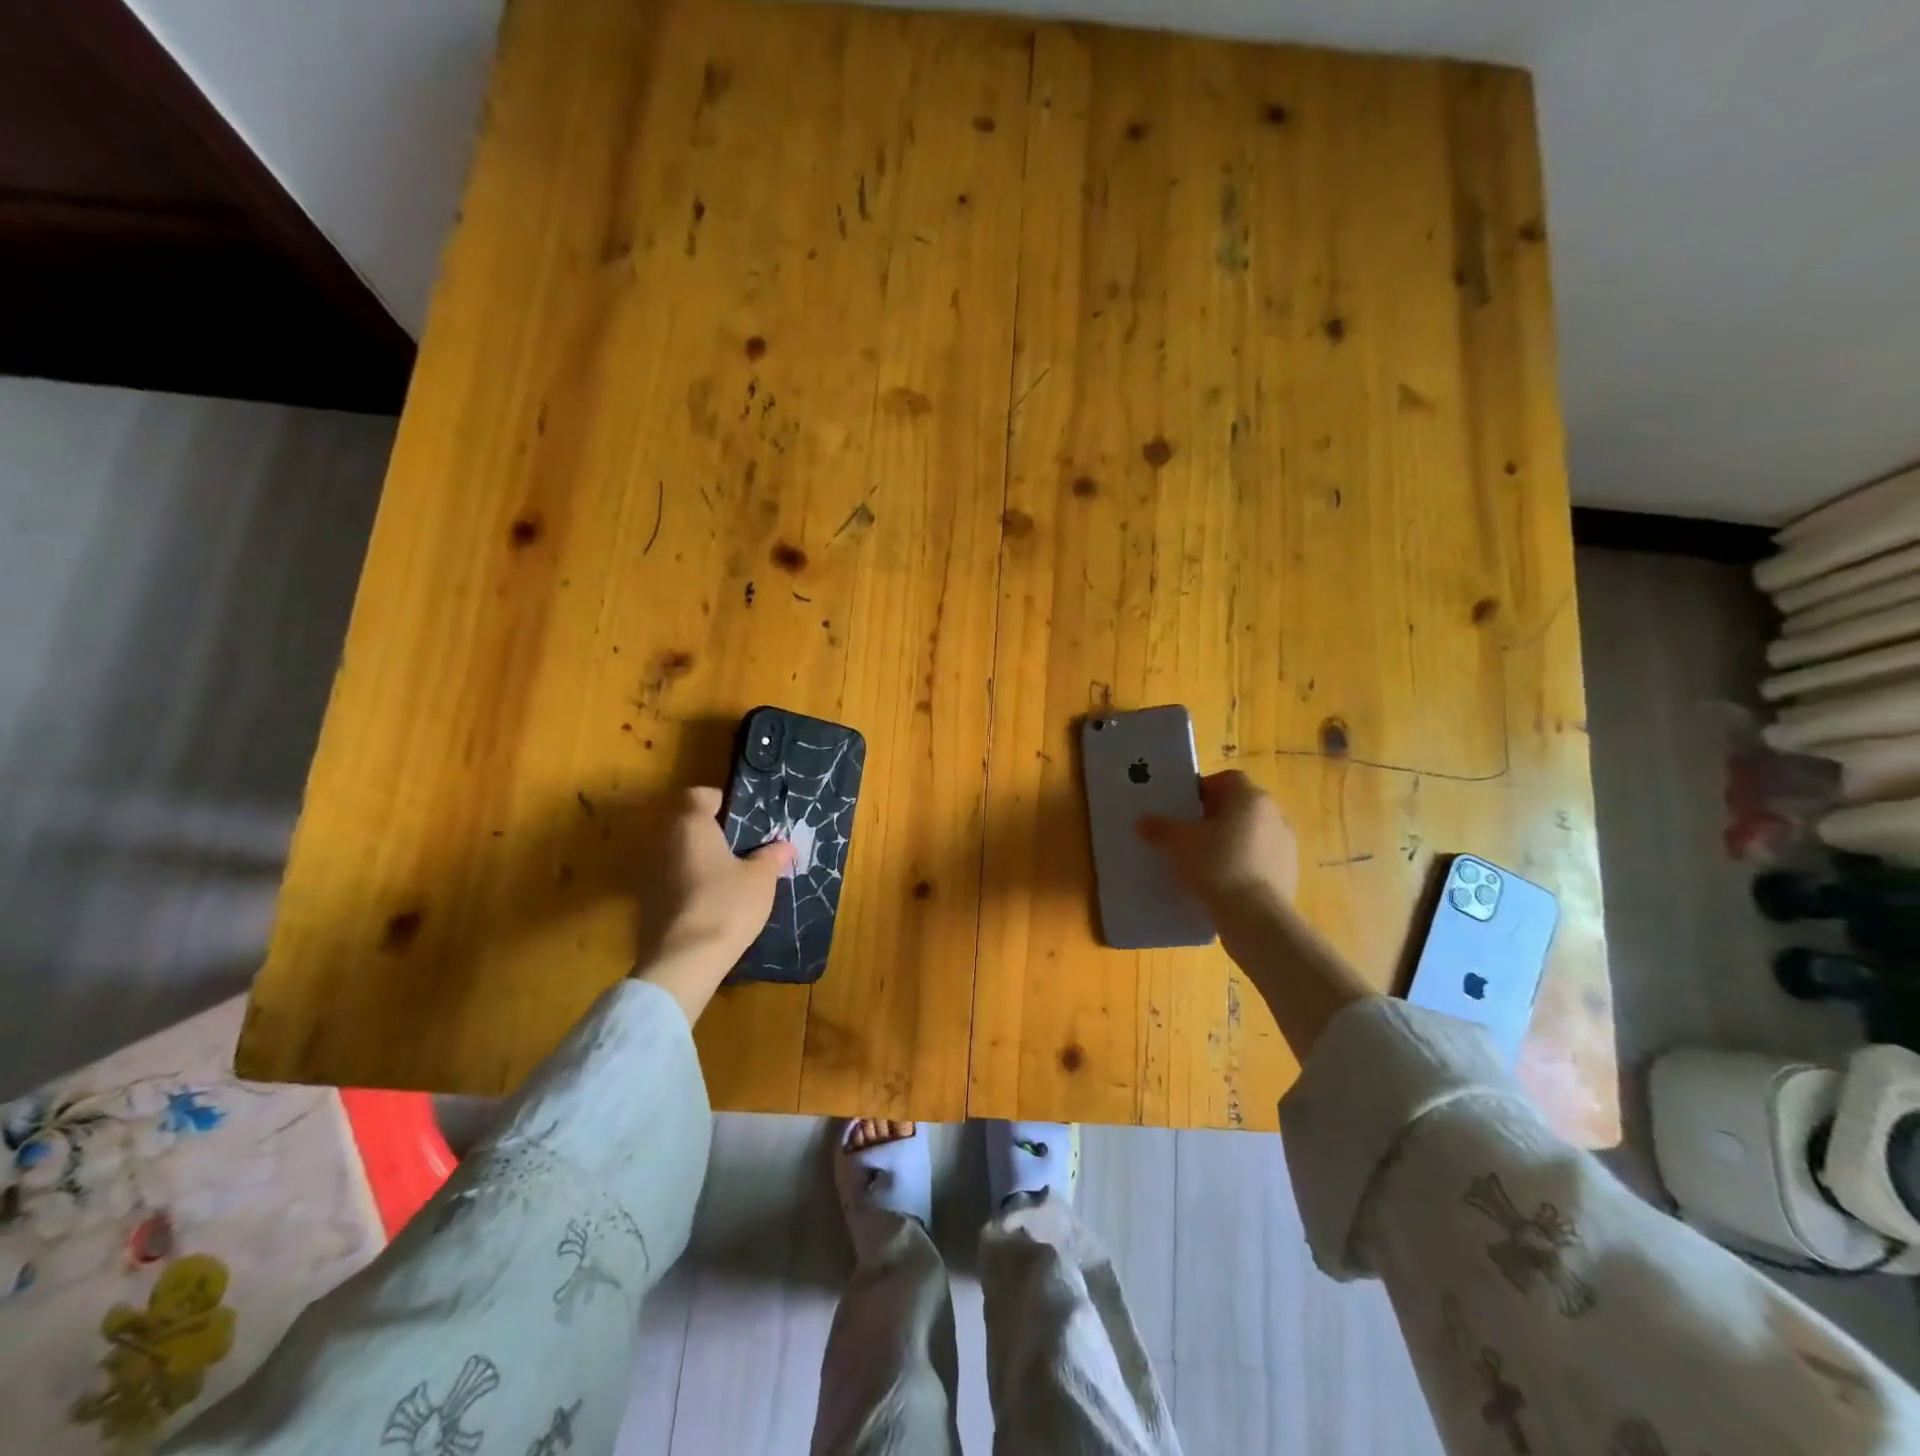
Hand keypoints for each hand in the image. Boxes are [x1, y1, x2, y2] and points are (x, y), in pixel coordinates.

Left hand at [633, 787, 794, 1022]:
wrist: (683, 962)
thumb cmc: (726, 905)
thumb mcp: (761, 878)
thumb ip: (771, 856)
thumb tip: (784, 845)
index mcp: (690, 825)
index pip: (698, 795)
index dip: (721, 801)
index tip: (744, 819)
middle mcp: (664, 842)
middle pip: (688, 825)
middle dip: (714, 833)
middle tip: (745, 847)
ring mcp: (650, 874)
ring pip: (680, 854)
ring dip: (702, 860)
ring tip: (733, 877)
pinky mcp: (647, 903)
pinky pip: (674, 881)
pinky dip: (692, 884)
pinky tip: (714, 904)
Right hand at [1137, 770, 1299, 911]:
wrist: (1255, 918)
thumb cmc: (1216, 865)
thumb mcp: (1177, 843)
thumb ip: (1159, 828)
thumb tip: (1143, 822)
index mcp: (1250, 798)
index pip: (1227, 779)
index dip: (1204, 789)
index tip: (1185, 808)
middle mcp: (1275, 815)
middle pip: (1239, 807)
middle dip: (1215, 817)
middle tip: (1189, 835)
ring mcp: (1287, 845)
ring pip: (1251, 834)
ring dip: (1230, 842)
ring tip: (1204, 863)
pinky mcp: (1289, 874)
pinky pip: (1260, 860)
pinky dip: (1242, 866)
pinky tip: (1223, 884)